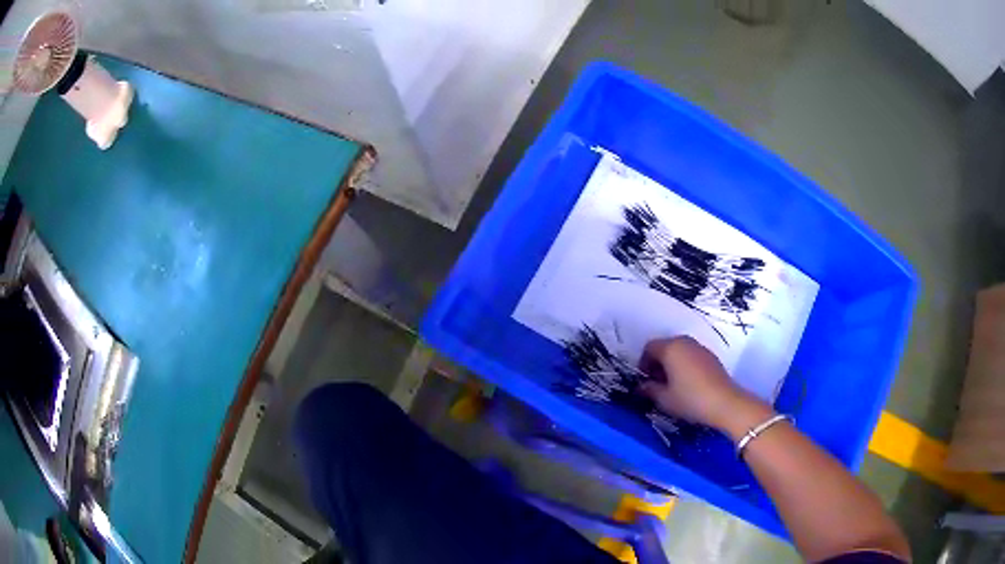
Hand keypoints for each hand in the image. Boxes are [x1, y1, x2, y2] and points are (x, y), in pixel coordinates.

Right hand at [638, 337, 762, 430]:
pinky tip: (688, 384)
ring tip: (672, 385)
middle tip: (657, 383)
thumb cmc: (690, 399)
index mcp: (670, 348)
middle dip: (657, 363)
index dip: (643, 363)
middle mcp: (685, 342)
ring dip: (671, 364)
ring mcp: (700, 347)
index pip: (649, 347)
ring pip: (679, 350)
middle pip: (664, 346)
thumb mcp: (664, 399)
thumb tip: (642, 386)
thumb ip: (649, 390)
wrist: (725, 402)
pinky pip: (691, 355)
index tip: (645, 380)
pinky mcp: (711, 356)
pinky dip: (684, 365)